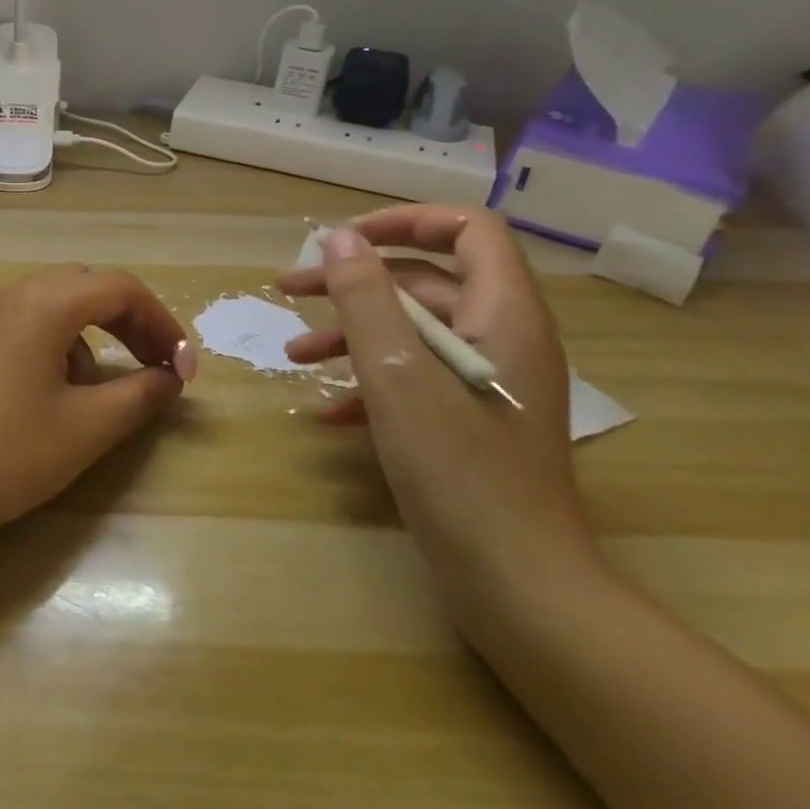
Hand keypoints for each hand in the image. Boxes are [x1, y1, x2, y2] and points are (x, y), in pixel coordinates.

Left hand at [0, 268, 192, 542]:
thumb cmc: (11, 453)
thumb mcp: (89, 427)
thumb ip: (141, 394)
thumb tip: (170, 378)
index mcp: (43, 304)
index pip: (121, 288)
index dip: (162, 323)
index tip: (181, 368)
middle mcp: (8, 295)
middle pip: (85, 287)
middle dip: (127, 322)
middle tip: (151, 365)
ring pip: (49, 304)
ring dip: (86, 335)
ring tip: (91, 390)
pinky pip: (17, 323)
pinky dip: (49, 342)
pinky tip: (42, 393)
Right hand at [279, 207, 598, 632]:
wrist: (519, 587)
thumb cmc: (459, 470)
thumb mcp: (397, 373)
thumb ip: (366, 297)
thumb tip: (339, 237)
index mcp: (503, 313)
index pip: (467, 229)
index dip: (404, 221)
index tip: (342, 241)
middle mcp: (502, 338)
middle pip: (426, 280)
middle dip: (354, 282)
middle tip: (290, 290)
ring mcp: (487, 384)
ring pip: (414, 333)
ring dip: (352, 335)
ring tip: (293, 355)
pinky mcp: (471, 423)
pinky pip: (416, 381)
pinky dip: (369, 384)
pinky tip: (325, 413)